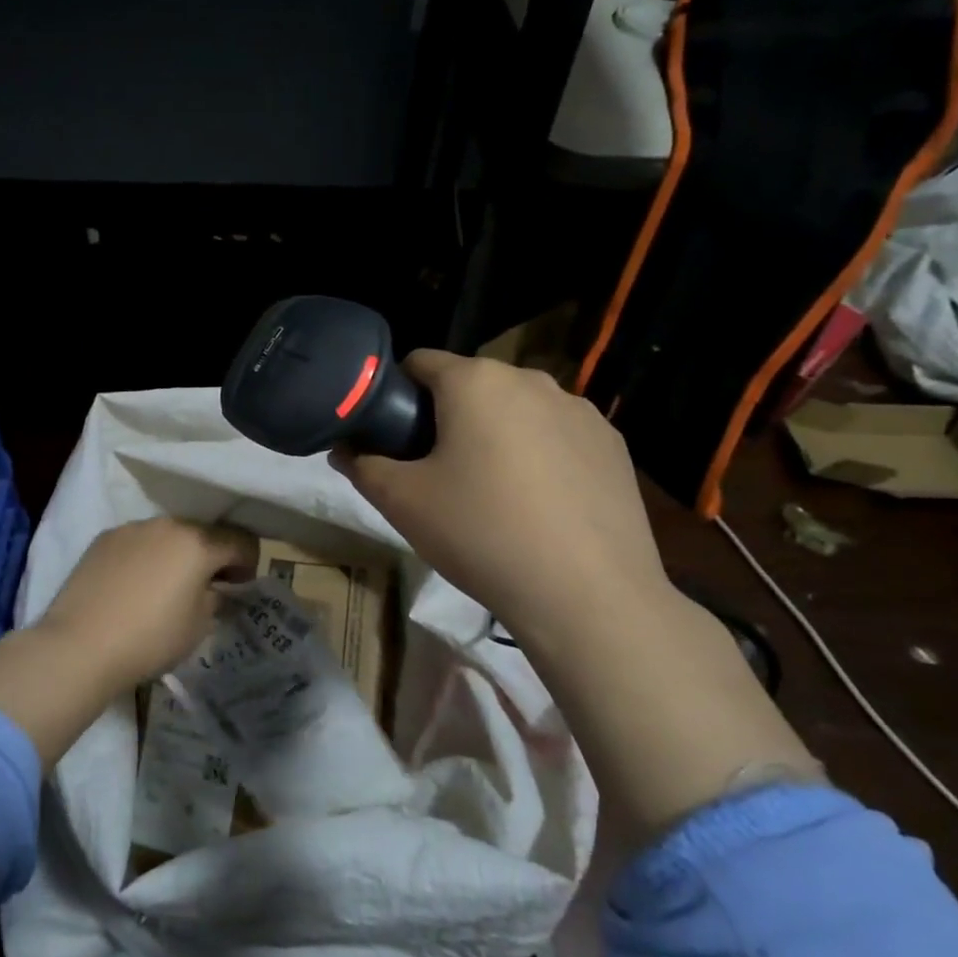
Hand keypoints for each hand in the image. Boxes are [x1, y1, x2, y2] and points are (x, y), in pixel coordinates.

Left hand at [36, 519, 258, 688]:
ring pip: (168, 535)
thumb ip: (215, 599)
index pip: (240, 540)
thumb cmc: (151, 638)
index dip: (248, 563)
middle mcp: (167, 525)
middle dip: (211, 557)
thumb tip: (215, 589)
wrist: (79, 646)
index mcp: (198, 543)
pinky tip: (133, 587)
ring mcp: (131, 529)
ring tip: (164, 588)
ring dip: (176, 555)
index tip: (239, 587)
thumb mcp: (199, 626)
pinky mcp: (103, 539)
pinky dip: (146, 558)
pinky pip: (138, 543)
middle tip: (205, 588)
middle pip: (203, 533)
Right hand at [333, 351, 671, 653]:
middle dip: (448, 417)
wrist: (586, 594)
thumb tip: (344, 450)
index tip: (393, 437)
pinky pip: (558, 436)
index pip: (419, 362)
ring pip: (517, 410)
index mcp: (475, 381)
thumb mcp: (401, 502)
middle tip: (437, 473)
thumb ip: (362, 465)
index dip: (396, 394)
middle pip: (471, 386)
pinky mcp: (613, 444)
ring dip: (496, 434)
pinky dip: (540, 455)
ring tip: (492, 493)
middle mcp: (530, 380)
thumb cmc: (480, 533)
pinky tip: (540, 505)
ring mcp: (580, 410)